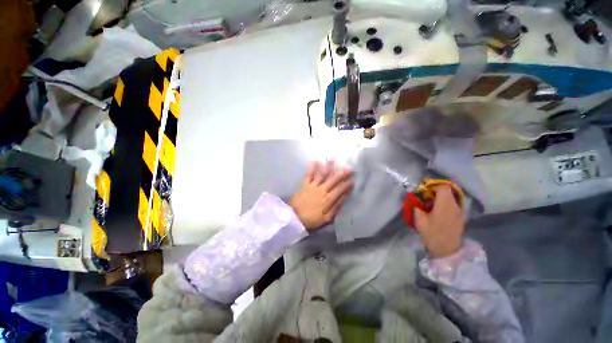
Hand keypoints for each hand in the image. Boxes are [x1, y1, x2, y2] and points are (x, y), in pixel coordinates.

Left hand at [289, 161, 353, 230]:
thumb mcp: (326, 218)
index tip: (353, 181)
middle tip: (350, 168)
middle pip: (334, 180)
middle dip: (342, 173)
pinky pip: (308, 175)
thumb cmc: (312, 219)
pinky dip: (311, 168)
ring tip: (332, 159)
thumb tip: (344, 197)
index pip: (340, 189)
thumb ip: (336, 207)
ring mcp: (313, 186)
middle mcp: (322, 190)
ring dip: (328, 167)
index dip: (347, 185)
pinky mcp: (305, 185)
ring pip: (322, 174)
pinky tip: (314, 161)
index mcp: (328, 199)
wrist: (295, 218)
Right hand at [414, 185, 465, 257]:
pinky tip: (438, 210)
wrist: (447, 249)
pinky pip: (453, 204)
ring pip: (451, 197)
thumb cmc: (432, 233)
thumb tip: (414, 198)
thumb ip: (416, 206)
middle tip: (426, 197)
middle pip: (448, 191)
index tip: (424, 191)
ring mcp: (460, 211)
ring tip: (431, 204)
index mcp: (445, 205)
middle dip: (436, 191)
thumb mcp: (420, 220)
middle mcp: (455, 205)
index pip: (443, 187)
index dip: (433, 186)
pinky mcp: (461, 216)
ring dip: (441, 197)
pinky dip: (446, 203)